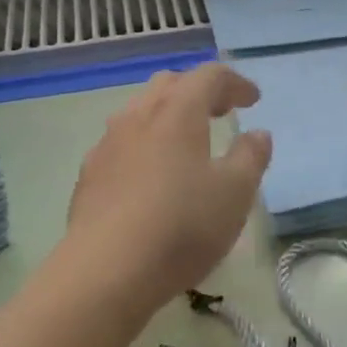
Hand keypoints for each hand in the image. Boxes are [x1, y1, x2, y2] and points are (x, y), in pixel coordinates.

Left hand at [62, 64, 272, 308]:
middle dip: (198, 91)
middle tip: (221, 112)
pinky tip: (151, 175)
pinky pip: (121, 142)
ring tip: (186, 142)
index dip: (235, 82)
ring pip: (140, 110)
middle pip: (170, 84)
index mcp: (178, 111)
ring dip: (168, 115)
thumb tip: (258, 133)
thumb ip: (251, 157)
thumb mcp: (235, 194)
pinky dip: (144, 143)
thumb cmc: (181, 226)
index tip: (253, 101)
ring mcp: (108, 143)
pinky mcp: (89, 173)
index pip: (209, 76)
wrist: (104, 271)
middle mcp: (139, 115)